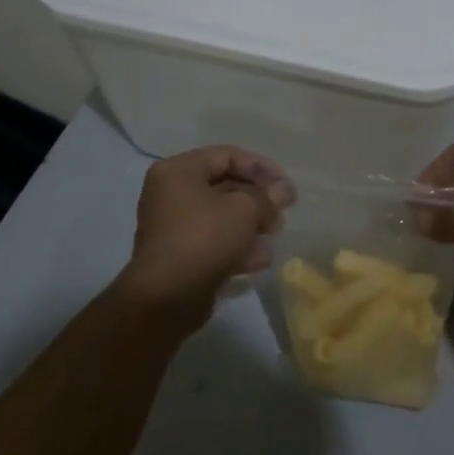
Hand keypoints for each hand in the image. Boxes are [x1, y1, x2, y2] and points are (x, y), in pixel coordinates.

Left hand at [121, 146, 295, 327]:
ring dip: (252, 224)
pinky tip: (259, 260)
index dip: (262, 167)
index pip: (227, 155)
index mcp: (179, 171)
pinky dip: (237, 246)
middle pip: (226, 185)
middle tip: (283, 212)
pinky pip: (215, 241)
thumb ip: (266, 196)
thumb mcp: (243, 209)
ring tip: (273, 235)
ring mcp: (174, 226)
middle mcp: (172, 193)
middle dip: (259, 199)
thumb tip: (281, 192)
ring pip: (223, 215)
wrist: (166, 299)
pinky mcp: (181, 254)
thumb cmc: (203, 239)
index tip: (286, 186)